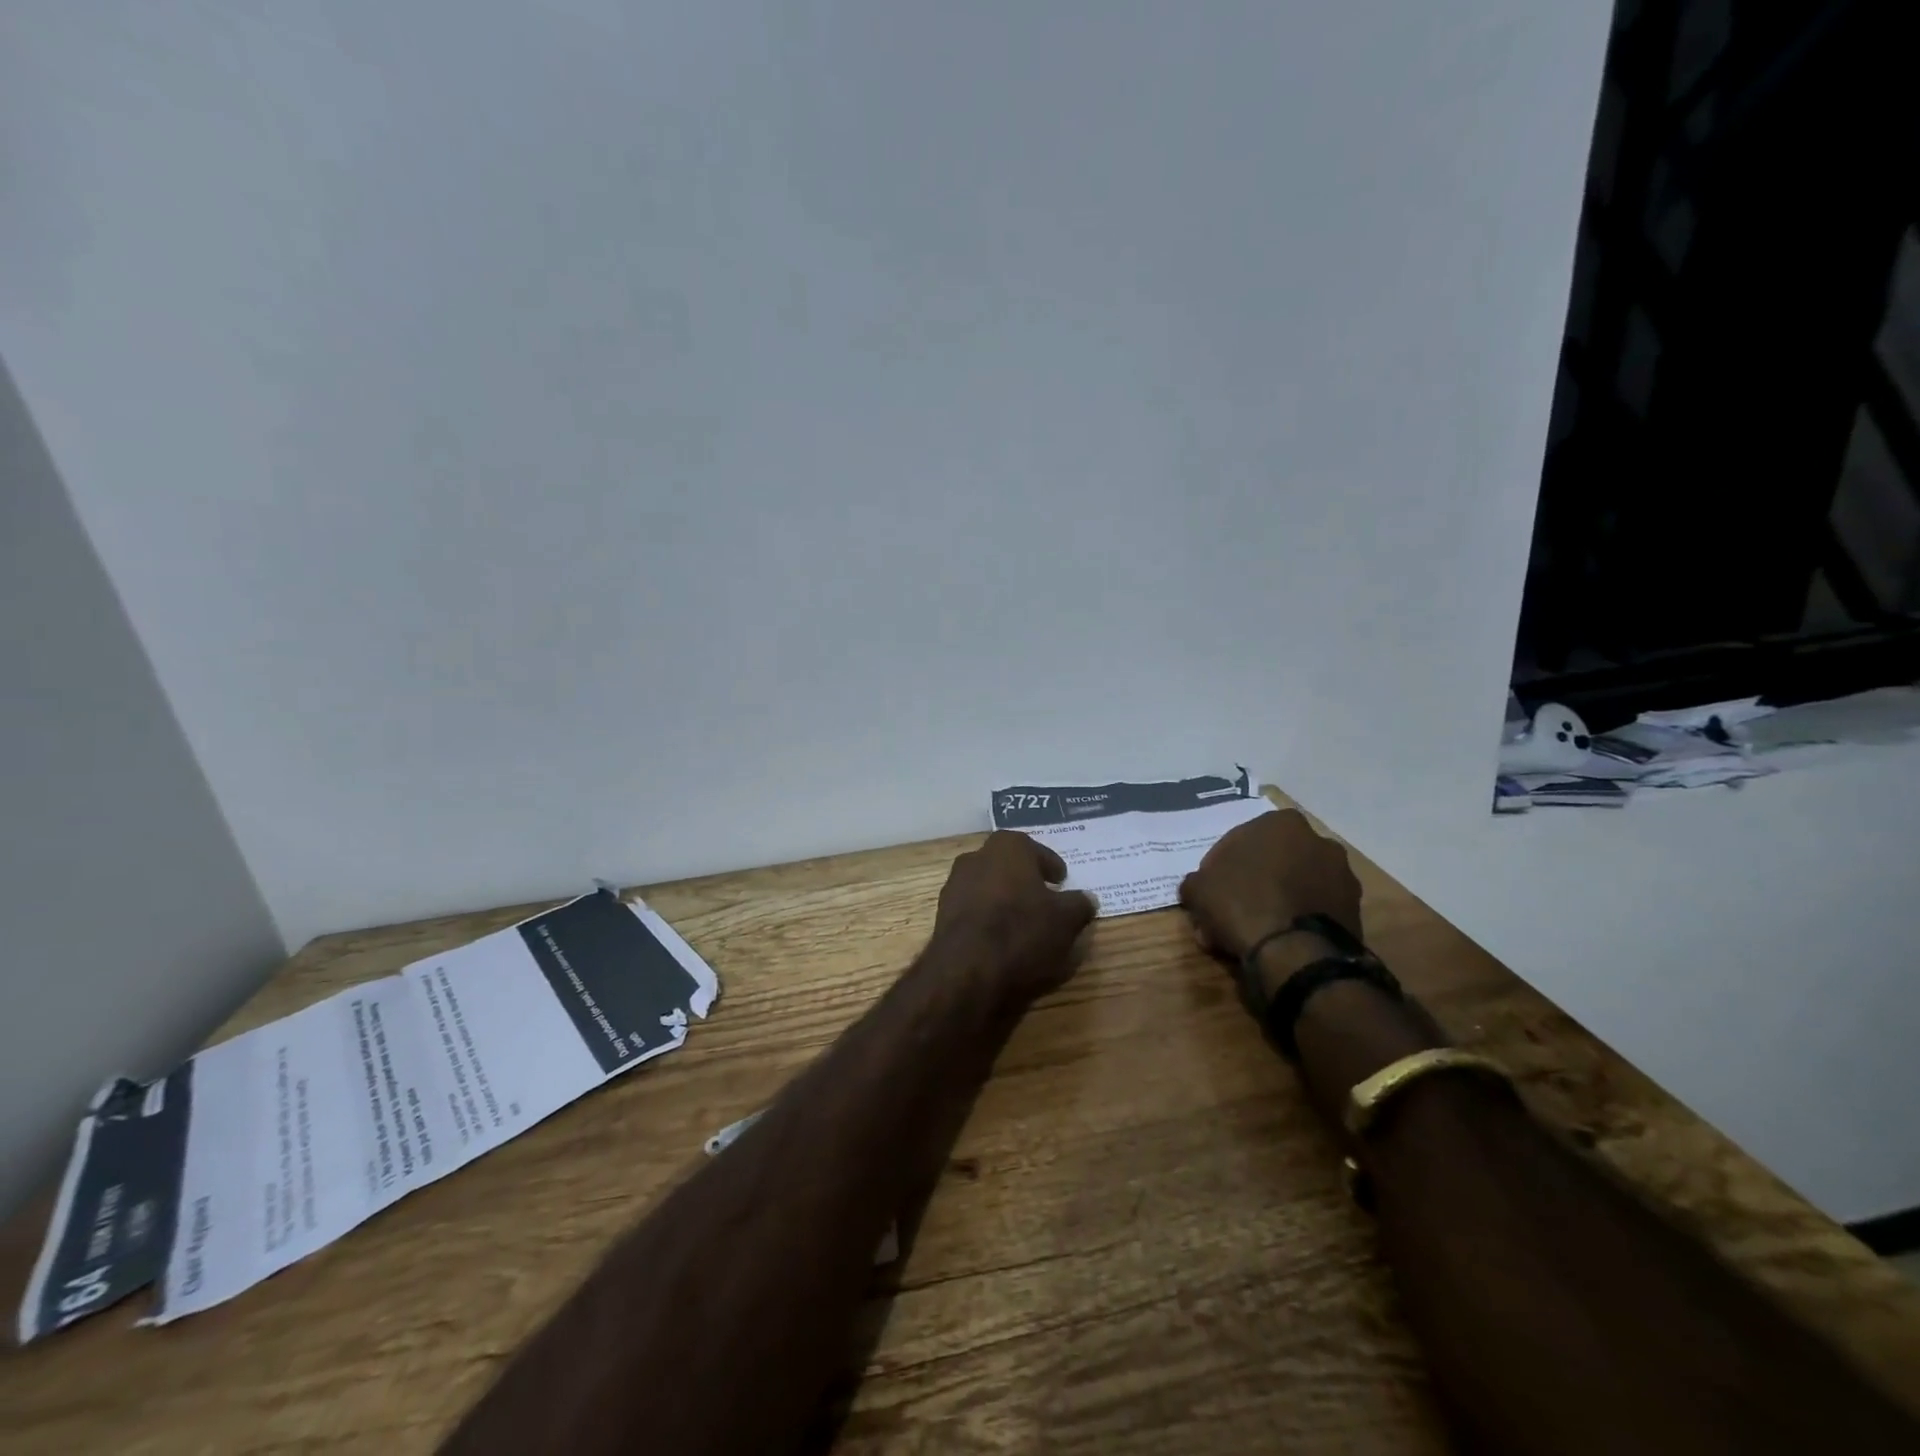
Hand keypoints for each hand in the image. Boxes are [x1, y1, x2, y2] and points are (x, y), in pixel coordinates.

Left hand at [933, 831, 1096, 1004]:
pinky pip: (974, 908)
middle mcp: (977, 856)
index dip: (1051, 866)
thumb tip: (1087, 898)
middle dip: (1026, 879)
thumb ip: (1079, 904)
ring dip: (1005, 898)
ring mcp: (955, 884)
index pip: (1036, 850)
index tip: (1061, 881)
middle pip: (1009, 865)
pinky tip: (1000, 938)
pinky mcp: (942, 912)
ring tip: (1024, 922)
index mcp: (1008, 847)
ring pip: (989, 886)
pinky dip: (988, 917)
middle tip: (1044, 899)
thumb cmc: (1022, 932)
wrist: (967, 970)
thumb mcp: (1066, 920)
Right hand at [1179, 810, 1362, 962]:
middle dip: (1253, 883)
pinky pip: (1314, 910)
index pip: (1241, 840)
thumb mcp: (1199, 889)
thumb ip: (1197, 881)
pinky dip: (1297, 920)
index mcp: (1281, 823)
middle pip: (1273, 861)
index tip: (1212, 890)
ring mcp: (1342, 876)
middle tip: (1231, 911)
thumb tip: (1198, 888)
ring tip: (1255, 933)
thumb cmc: (1242, 904)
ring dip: (1276, 902)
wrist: (1295, 953)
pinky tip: (1277, 942)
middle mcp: (1318, 841)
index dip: (1222, 867)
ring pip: (1295, 886)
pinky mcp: (1355, 910)